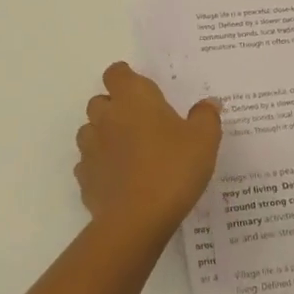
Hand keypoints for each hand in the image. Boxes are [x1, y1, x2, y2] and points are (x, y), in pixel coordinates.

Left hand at [75, 62, 221, 243]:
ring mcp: (91, 149)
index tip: (140, 87)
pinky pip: (89, 164)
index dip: (125, 76)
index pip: (117, 73)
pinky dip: (100, 166)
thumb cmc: (173, 168)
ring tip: (129, 151)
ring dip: (104, 135)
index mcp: (133, 99)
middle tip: (141, 121)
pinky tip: (120, 179)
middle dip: (115, 106)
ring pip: (90, 131)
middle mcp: (106, 117)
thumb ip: (206, 116)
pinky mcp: (85, 179)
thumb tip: (209, 103)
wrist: (137, 220)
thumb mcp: (204, 140)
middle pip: (100, 100)